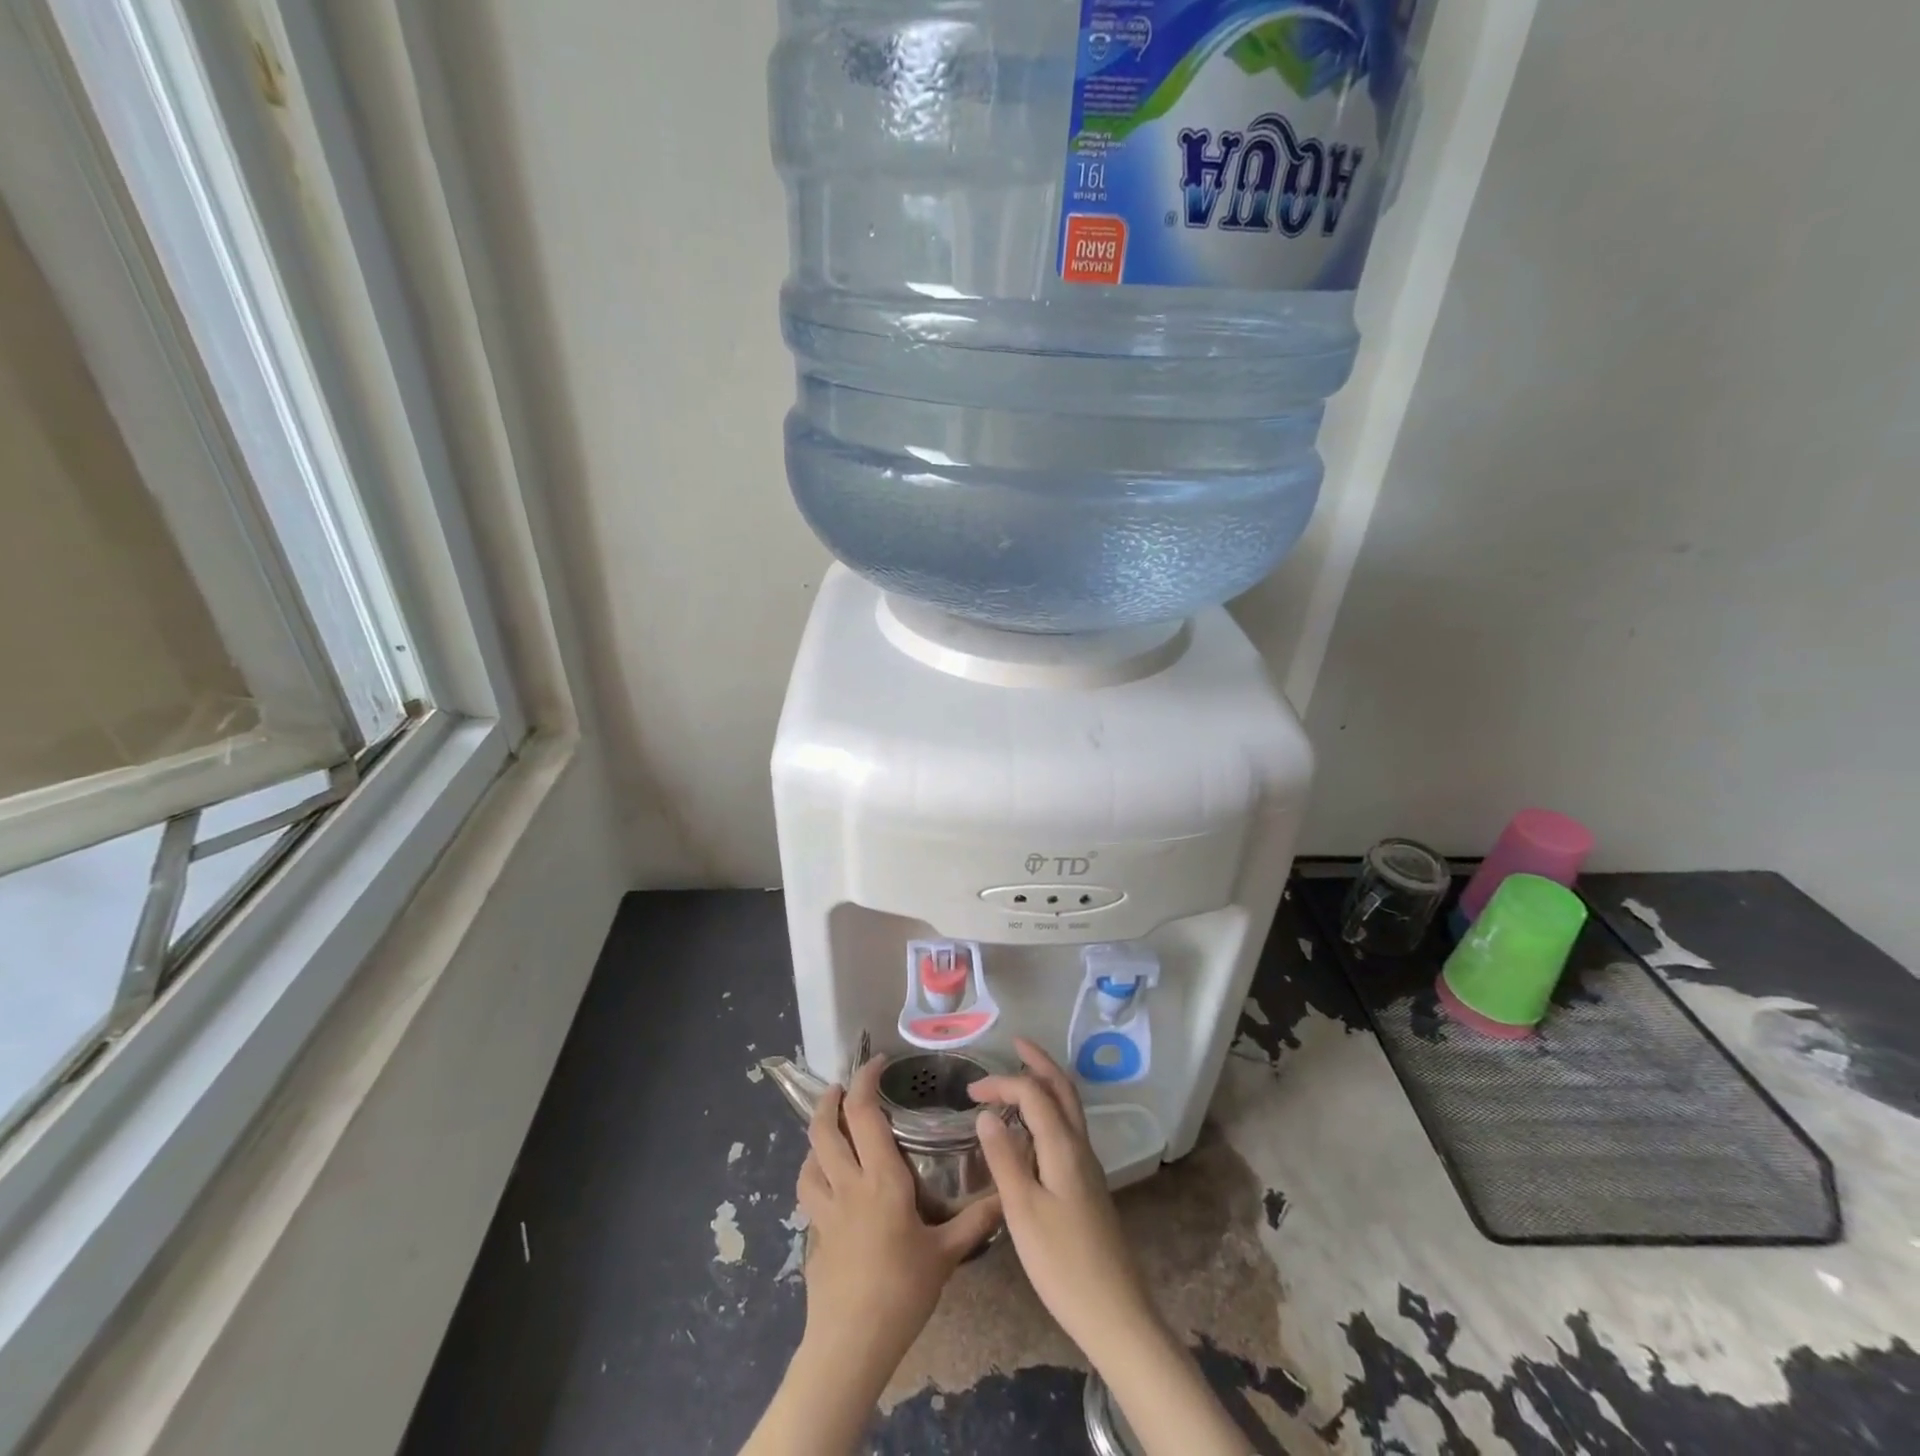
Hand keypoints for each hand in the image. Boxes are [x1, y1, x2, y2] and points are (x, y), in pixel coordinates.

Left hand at [797, 1056, 1001, 1373]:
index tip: (876, 1063)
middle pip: (825, 1129)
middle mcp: (847, 1184)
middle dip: (829, 1100)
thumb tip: (1006, 1195)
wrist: (850, 1346)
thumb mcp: (945, 1254)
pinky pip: (809, 1193)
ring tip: (829, 1130)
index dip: (865, 1080)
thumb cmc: (901, 1292)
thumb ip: (975, 1222)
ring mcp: (825, 1211)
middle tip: (840, 1087)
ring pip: (809, 1159)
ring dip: (816, 1136)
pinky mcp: (814, 1236)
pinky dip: (814, 1175)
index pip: (864, 1113)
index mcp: (880, 1179)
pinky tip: (827, 1185)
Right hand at [969, 1039, 1247, 1455]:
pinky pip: (1067, 1129)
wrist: (1115, 1313)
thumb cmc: (1062, 1263)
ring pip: (1068, 1108)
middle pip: (1062, 1089)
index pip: (1033, 1093)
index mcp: (1063, 1146)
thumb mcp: (1022, 1211)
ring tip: (1019, 1078)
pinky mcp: (1088, 1185)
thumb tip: (987, 1113)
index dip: (1002, 1083)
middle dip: (1039, 1062)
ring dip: (1046, 1084)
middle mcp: (1080, 1146)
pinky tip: (1031, 1130)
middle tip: (1016, 1044)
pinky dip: (1048, 1111)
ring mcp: (1088, 1166)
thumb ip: (1004, 1158)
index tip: (970, 1092)